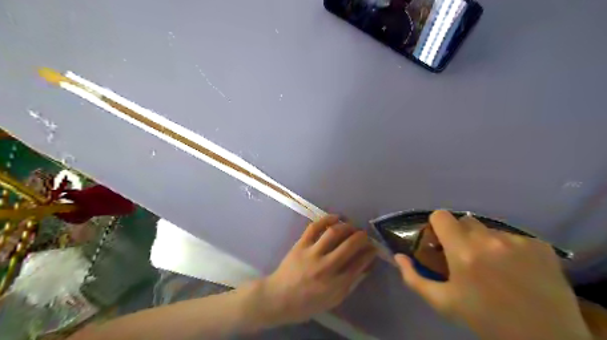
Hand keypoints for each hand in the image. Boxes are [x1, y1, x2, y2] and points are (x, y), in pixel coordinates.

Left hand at [259, 216, 377, 326]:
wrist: (278, 297)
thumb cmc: (307, 303)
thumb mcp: (333, 300)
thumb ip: (350, 283)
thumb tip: (365, 266)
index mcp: (336, 284)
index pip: (359, 264)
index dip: (369, 253)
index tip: (374, 247)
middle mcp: (326, 266)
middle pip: (350, 245)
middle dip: (362, 237)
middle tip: (365, 234)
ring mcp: (312, 253)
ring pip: (334, 233)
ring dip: (347, 227)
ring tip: (352, 226)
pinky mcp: (301, 244)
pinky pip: (315, 227)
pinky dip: (327, 219)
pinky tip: (336, 217)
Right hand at [397, 210, 590, 339]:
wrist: (544, 339)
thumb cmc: (485, 319)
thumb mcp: (443, 302)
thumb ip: (414, 278)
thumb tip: (398, 257)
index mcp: (463, 251)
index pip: (441, 216)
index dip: (437, 225)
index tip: (440, 241)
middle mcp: (489, 240)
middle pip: (465, 221)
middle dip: (460, 235)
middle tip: (466, 256)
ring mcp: (517, 241)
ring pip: (490, 230)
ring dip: (485, 242)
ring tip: (494, 266)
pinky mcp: (541, 246)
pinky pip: (514, 238)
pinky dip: (510, 249)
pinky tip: (516, 269)